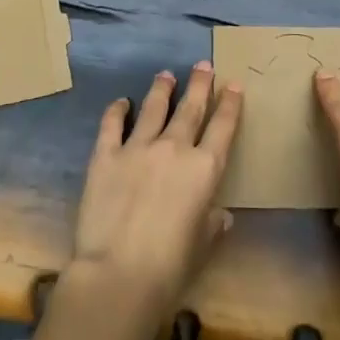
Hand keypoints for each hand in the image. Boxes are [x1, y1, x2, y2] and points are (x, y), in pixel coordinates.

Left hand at [69, 62, 243, 326]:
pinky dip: (117, 110)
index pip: (222, 128)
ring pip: (153, 108)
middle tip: (203, 64)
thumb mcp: (202, 247)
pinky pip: (112, 124)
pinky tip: (121, 101)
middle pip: (191, 108)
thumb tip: (222, 214)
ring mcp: (138, 147)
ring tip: (166, 74)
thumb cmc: (170, 268)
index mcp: (204, 169)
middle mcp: (174, 148)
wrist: (118, 274)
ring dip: (162, 89)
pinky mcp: (106, 155)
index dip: (229, 104)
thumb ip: (213, 224)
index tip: (233, 84)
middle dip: (200, 84)